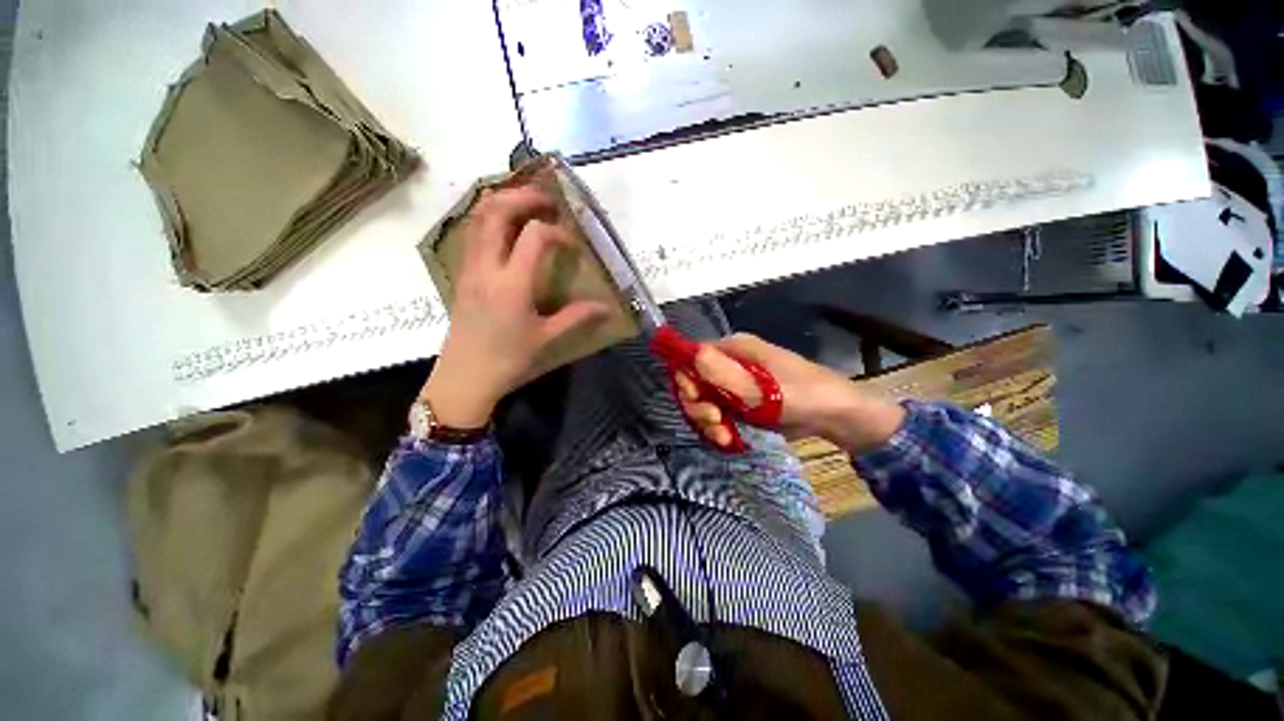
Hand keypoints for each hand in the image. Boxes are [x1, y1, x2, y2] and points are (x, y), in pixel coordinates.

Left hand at [422, 185, 607, 427]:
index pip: (534, 236)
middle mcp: (486, 267)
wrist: (464, 377)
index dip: (558, 232)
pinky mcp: (461, 272)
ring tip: (527, 204)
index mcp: (512, 284)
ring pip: (478, 217)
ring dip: (503, 201)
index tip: (572, 246)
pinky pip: (471, 231)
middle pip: (496, 211)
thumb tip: (606, 308)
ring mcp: (468, 267)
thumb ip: (577, 317)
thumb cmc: (507, 360)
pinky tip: (506, 227)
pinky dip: (489, 217)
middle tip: (548, 199)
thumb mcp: (546, 338)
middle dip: (524, 196)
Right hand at [675, 333, 904, 451]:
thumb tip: (692, 352)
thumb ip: (724, 373)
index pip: (692, 357)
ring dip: (707, 421)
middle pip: (694, 382)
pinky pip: (717, 414)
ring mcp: (734, 384)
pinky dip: (718, 428)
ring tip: (723, 437)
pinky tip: (728, 440)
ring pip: (704, 401)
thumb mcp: (761, 387)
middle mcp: (729, 363)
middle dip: (698, 405)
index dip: (687, 379)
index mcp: (733, 348)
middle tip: (714, 422)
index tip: (697, 401)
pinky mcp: (740, 403)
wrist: (834, 416)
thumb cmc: (800, 395)